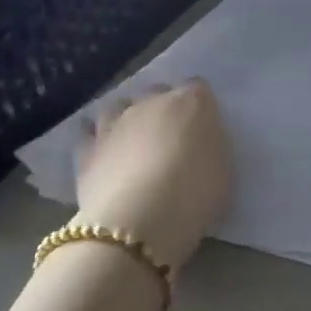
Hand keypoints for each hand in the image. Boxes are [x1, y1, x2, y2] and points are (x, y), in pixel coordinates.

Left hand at [75, 80, 231, 275]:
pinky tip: (104, 156)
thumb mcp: (223, 169)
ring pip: (119, 106)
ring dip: (127, 119)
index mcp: (191, 102)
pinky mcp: (86, 148)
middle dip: (163, 108)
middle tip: (170, 137)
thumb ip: (211, 145)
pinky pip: (90, 135)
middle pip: (157, 92)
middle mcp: (151, 102)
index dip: (200, 106)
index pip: (198, 88)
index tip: (203, 127)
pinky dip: (97, 141)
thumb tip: (200, 141)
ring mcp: (115, 123)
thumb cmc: (194, 195)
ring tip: (133, 143)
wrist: (137, 222)